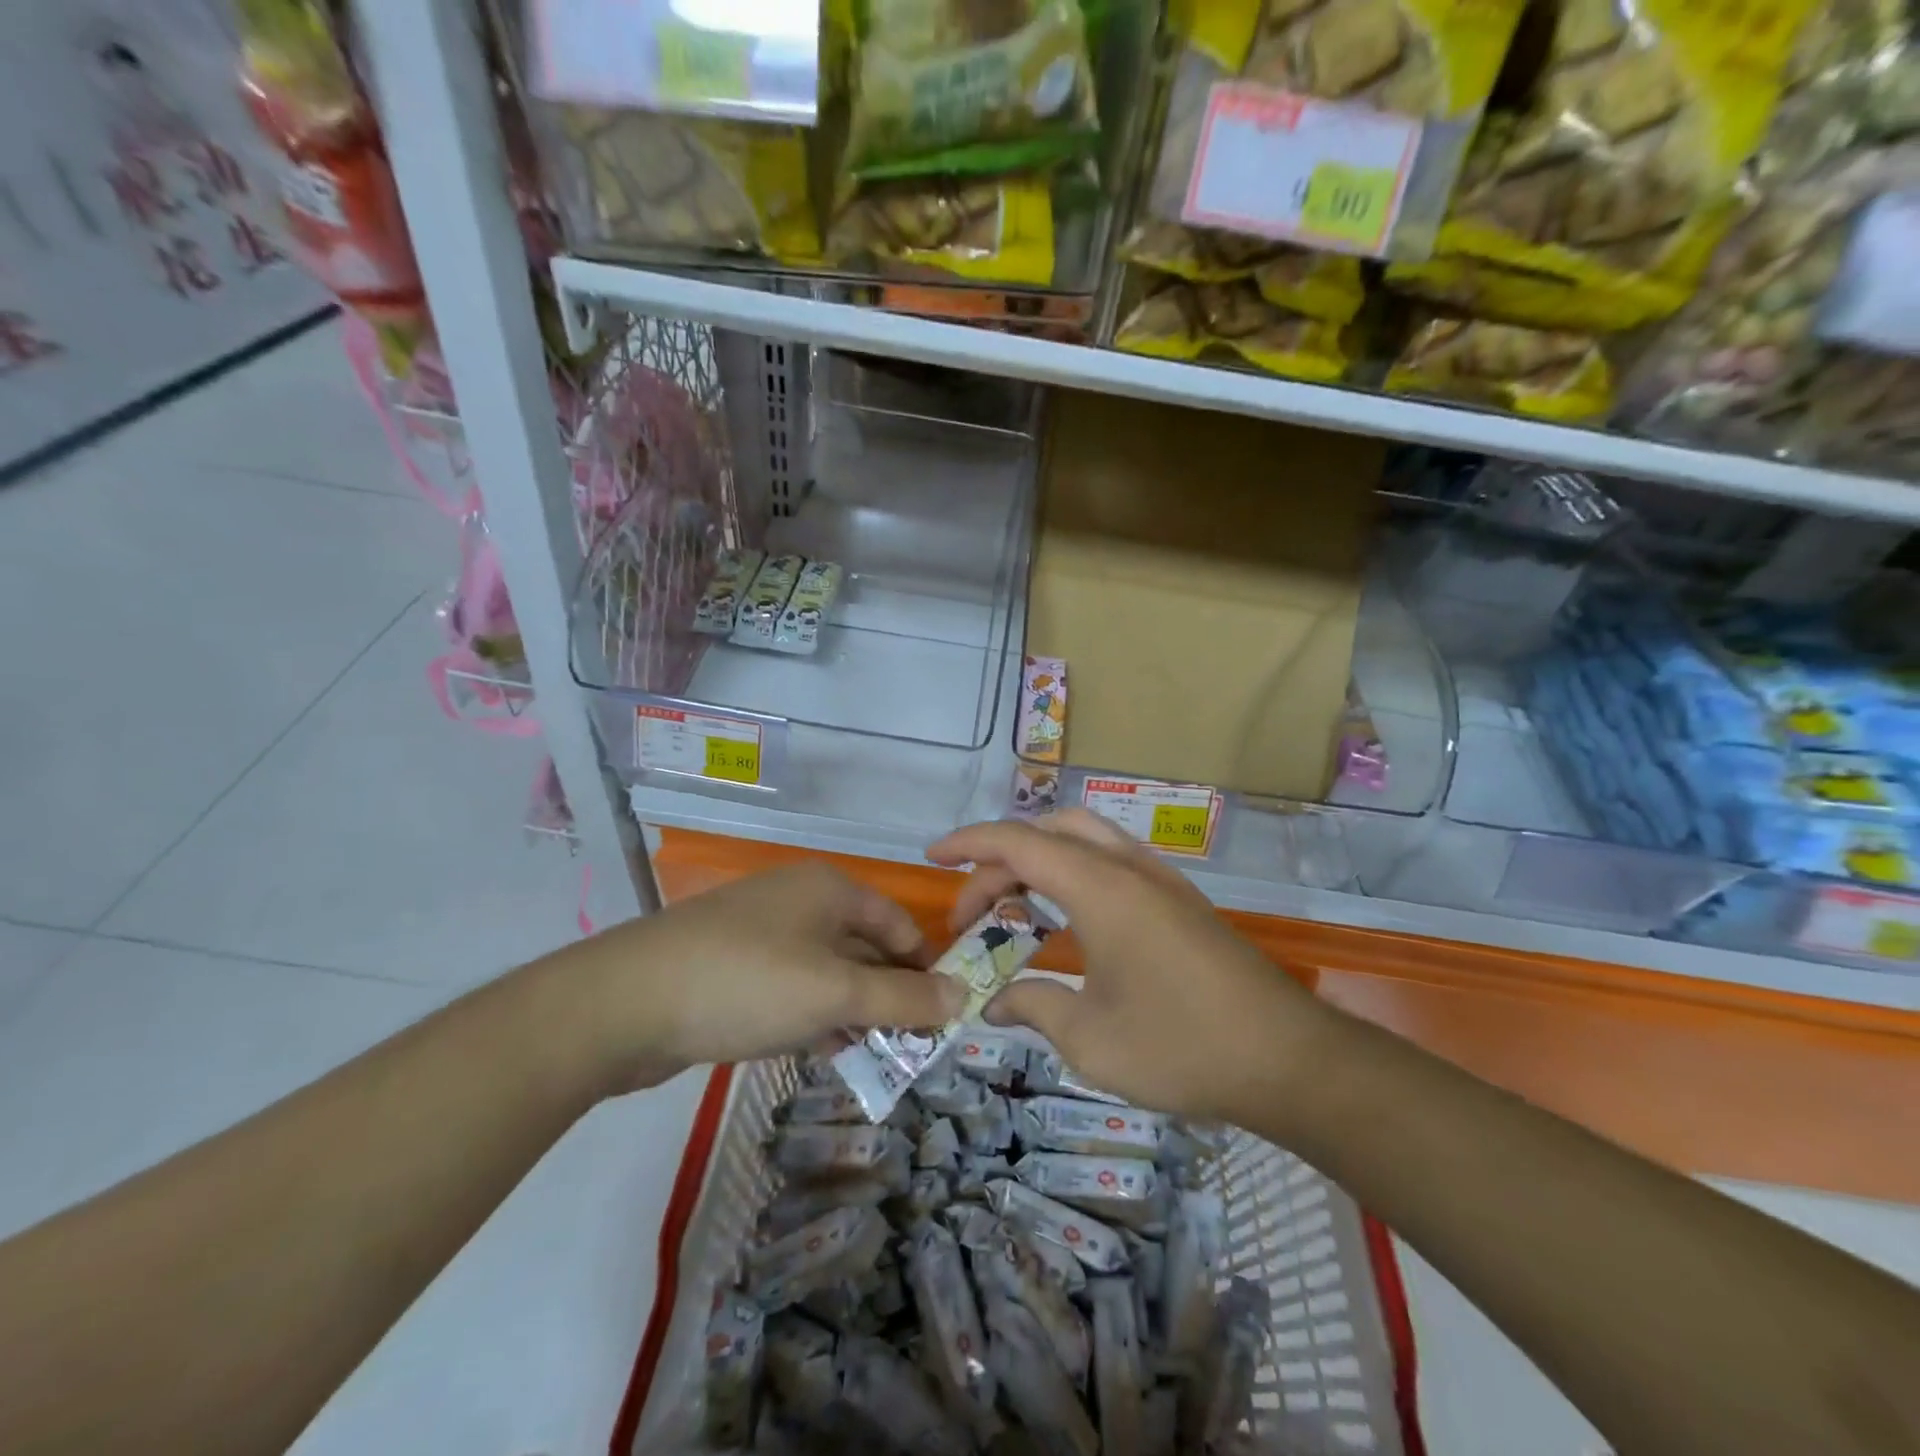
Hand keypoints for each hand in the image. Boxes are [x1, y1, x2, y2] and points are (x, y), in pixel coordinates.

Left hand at [560, 864, 962, 1089]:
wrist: (625, 1003)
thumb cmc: (748, 982)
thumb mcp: (836, 991)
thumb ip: (903, 997)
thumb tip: (963, 996)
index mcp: (830, 889)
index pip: (898, 924)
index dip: (924, 968)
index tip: (941, 1019)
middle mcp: (799, 901)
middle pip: (864, 948)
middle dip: (888, 997)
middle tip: (910, 1049)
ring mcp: (761, 934)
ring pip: (827, 973)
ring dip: (852, 1012)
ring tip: (874, 1057)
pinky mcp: (732, 968)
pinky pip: (791, 989)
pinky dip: (812, 1016)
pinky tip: (820, 1051)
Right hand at [926, 810, 1332, 1123]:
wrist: (1288, 1059)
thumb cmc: (1181, 1046)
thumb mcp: (1090, 1038)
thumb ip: (1033, 1006)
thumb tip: (993, 1003)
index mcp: (1101, 888)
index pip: (1019, 843)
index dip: (969, 844)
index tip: (932, 858)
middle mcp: (1129, 868)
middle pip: (1049, 831)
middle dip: (1000, 858)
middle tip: (973, 907)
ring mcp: (1159, 879)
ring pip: (1084, 839)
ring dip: (1039, 859)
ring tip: (1011, 905)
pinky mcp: (1178, 899)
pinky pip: (1110, 861)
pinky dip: (1071, 872)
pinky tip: (1066, 918)